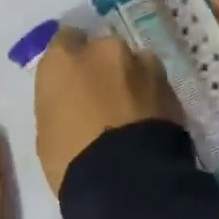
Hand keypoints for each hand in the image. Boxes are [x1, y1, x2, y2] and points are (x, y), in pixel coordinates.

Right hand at [33, 28, 181, 196]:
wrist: (128, 179)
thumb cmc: (71, 158)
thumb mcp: (48, 130)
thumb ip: (60, 102)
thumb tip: (73, 101)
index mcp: (64, 58)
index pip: (65, 40)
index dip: (70, 59)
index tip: (71, 79)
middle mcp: (104, 50)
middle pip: (102, 50)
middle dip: (103, 68)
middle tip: (102, 98)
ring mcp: (142, 64)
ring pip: (134, 64)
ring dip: (131, 79)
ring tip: (130, 111)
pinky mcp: (170, 85)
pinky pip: (155, 84)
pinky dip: (150, 96)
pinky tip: (148, 122)